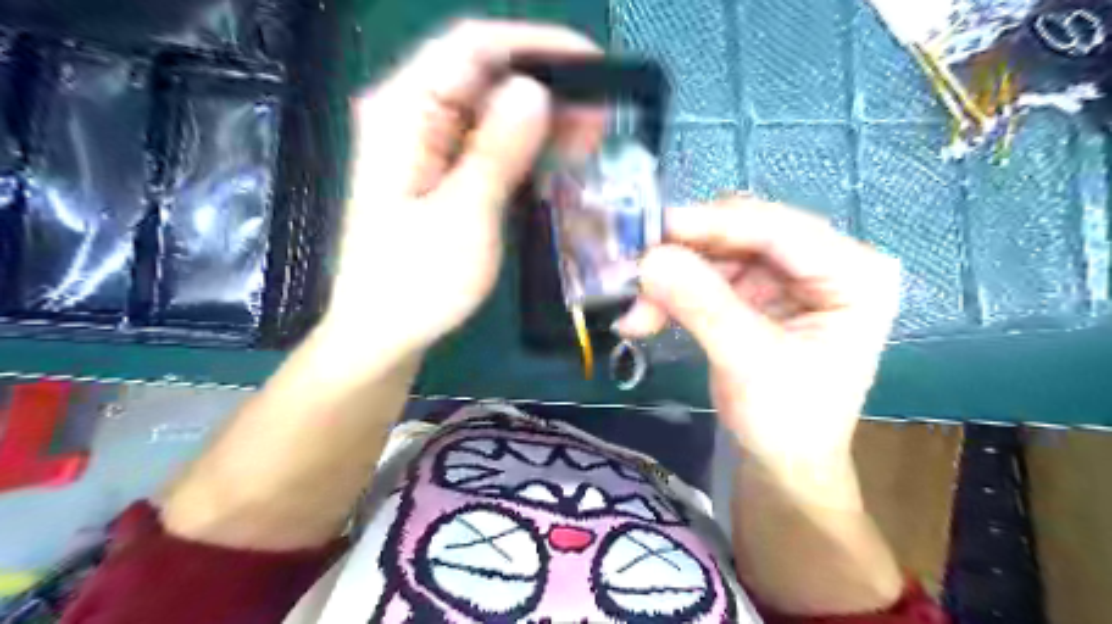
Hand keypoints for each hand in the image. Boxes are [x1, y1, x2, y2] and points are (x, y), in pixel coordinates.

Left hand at [316, 19, 603, 365]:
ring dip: (543, 119)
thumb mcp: (463, 217)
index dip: (536, 46)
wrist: (383, 335)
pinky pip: (489, 145)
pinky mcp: (441, 174)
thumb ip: (497, 151)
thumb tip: (534, 91)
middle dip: (548, 88)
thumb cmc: (415, 284)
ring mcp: (426, 147)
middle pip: (485, 76)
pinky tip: (561, 159)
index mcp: (403, 112)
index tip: (592, 65)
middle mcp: (411, 116)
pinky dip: (527, 147)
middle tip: (602, 114)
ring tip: (592, 138)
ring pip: (492, 110)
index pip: (472, 46)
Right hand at [621, 198, 897, 471]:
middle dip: (686, 255)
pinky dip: (673, 294)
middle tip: (634, 270)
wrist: (782, 463)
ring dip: (672, 279)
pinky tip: (644, 317)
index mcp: (855, 273)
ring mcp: (788, 275)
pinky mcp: (758, 291)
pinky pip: (707, 276)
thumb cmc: (787, 421)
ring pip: (717, 253)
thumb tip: (650, 258)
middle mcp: (824, 262)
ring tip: (634, 313)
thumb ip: (702, 305)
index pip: (778, 229)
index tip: (653, 230)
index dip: (712, 224)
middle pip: (743, 234)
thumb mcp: (748, 362)